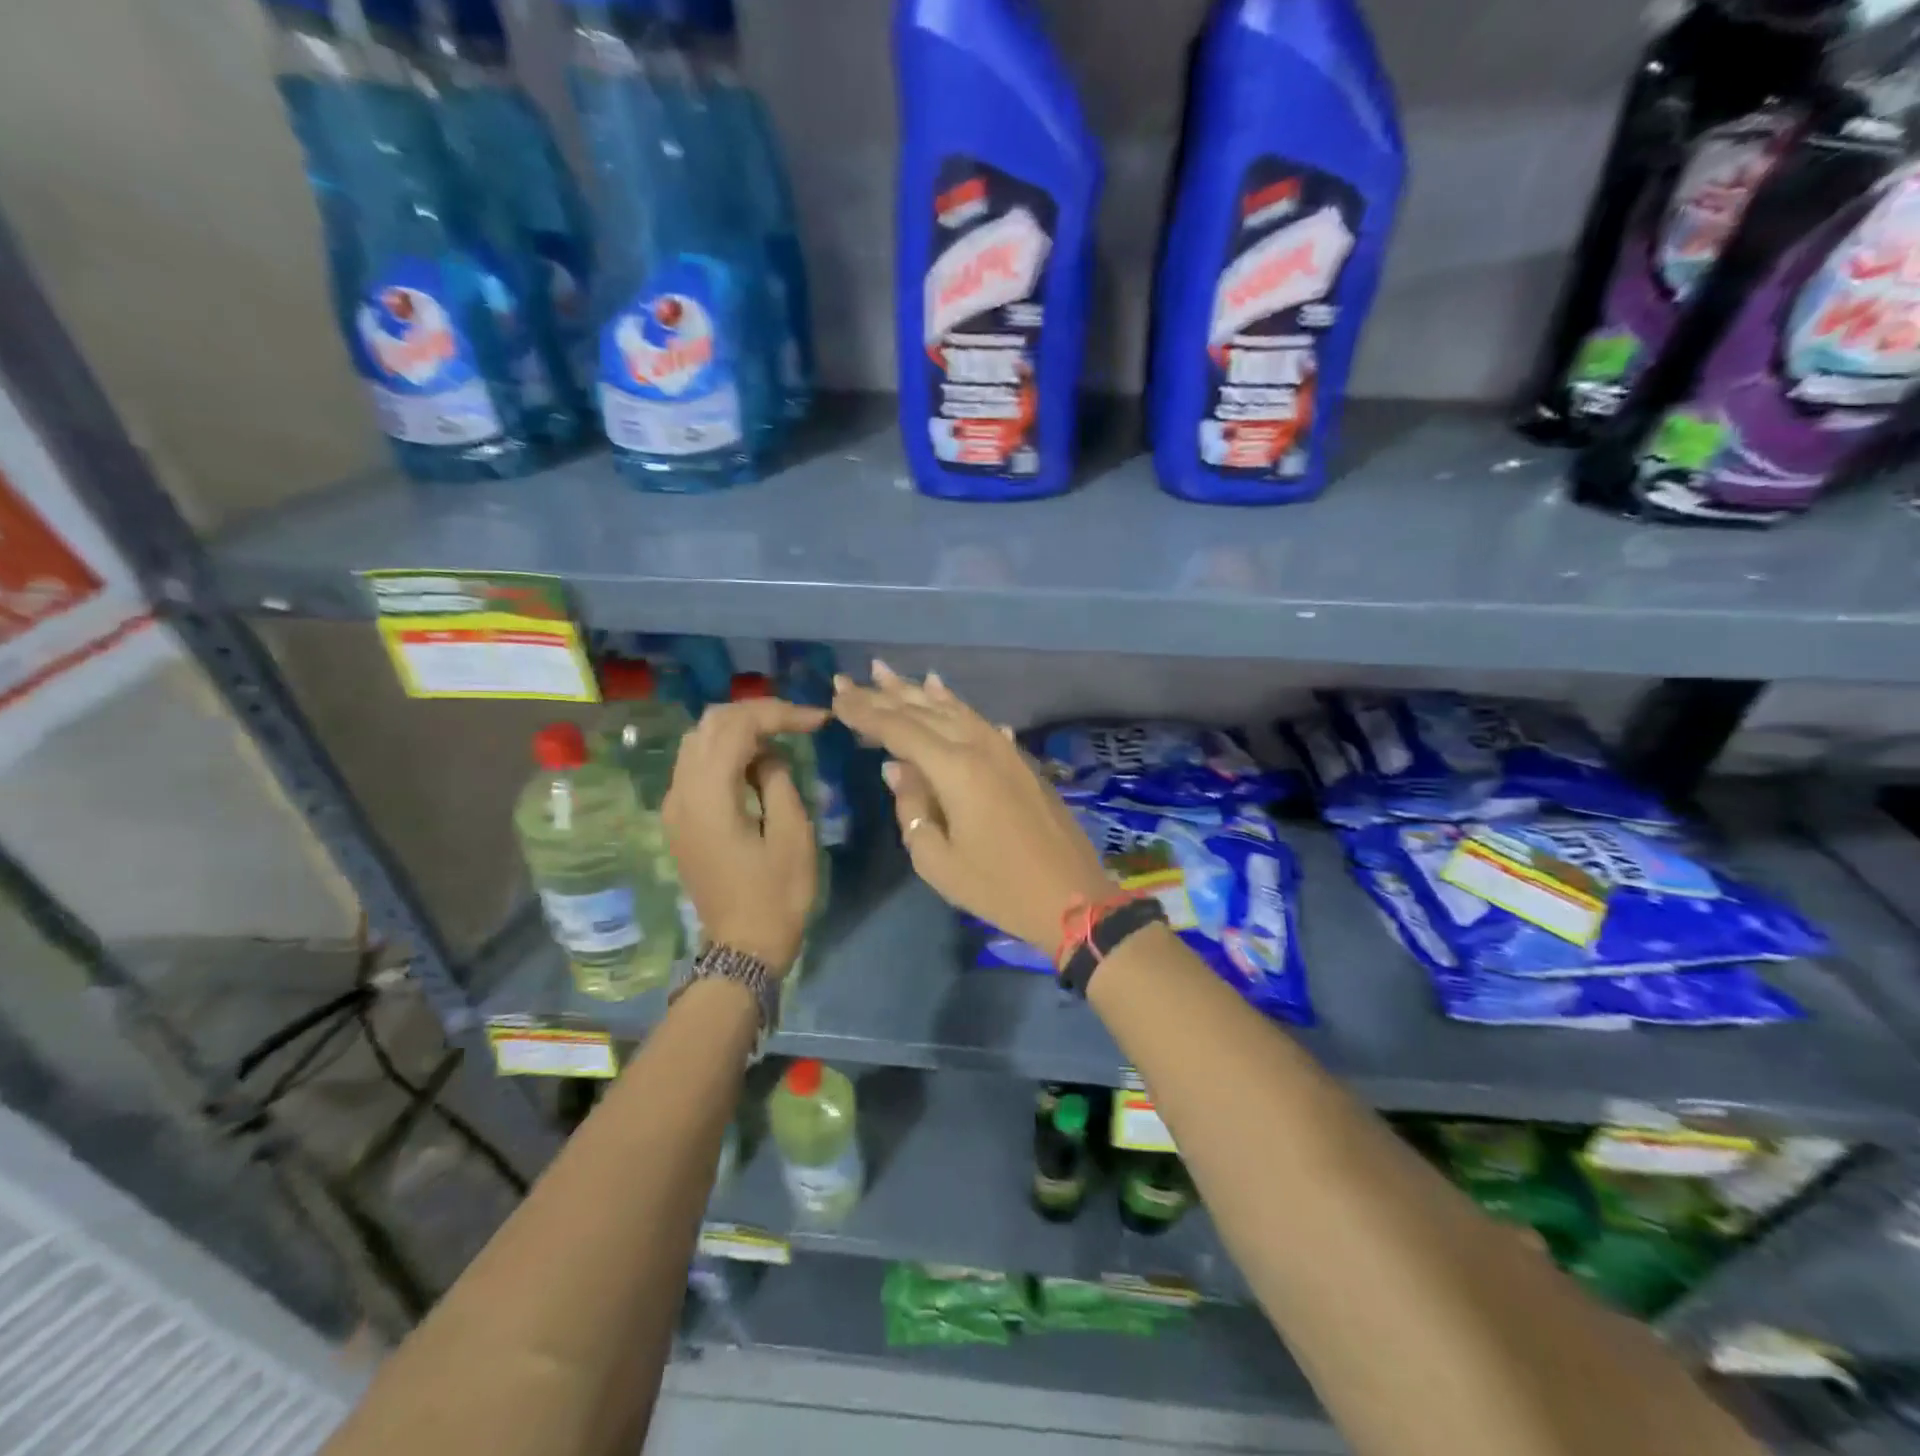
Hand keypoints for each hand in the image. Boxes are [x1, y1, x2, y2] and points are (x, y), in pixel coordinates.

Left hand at [662, 697, 827, 975]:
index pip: (737, 727)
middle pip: (711, 724)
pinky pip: (697, 764)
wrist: (743, 948)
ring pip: (700, 740)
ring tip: (781, 735)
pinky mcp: (679, 818)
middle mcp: (681, 793)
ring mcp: (675, 805)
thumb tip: (769, 754)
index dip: (780, 713)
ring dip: (740, 728)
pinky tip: (756, 761)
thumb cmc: (776, 896)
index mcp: (709, 796)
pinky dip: (726, 750)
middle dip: (757, 713)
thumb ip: (779, 780)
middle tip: (799, 722)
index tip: (819, 720)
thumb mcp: (792, 835)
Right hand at [832, 662, 1112, 950]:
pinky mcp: (1020, 760)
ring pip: (953, 709)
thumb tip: (896, 769)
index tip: (836, 696)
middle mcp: (980, 746)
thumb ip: (911, 808)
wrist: (1073, 897)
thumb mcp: (938, 861)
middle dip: (884, 694)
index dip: (865, 712)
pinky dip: (955, 704)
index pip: (899, 729)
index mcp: (956, 768)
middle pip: (925, 711)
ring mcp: (1005, 750)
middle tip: (850, 678)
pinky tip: (943, 692)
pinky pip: (978, 720)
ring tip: (888, 673)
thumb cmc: (998, 887)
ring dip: (918, 691)